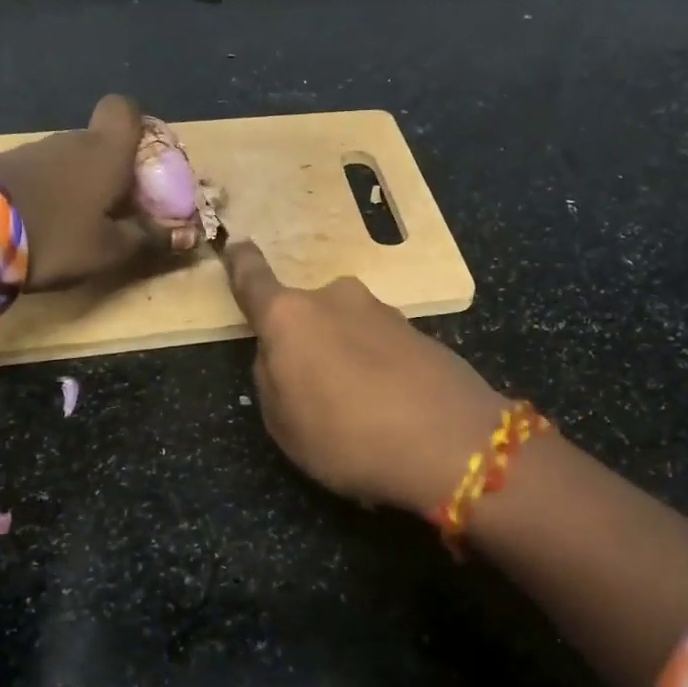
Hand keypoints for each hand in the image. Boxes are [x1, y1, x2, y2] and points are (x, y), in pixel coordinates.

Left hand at [0, 95, 198, 291]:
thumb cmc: (55, 234)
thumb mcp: (110, 250)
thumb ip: (149, 240)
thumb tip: (187, 235)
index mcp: (106, 152)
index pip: (125, 109)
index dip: (139, 126)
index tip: (144, 160)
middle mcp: (72, 141)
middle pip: (101, 142)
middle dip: (115, 172)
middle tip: (121, 212)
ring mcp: (35, 151)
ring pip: (72, 160)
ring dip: (82, 186)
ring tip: (82, 227)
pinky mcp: (3, 167)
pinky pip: (44, 174)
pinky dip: (53, 194)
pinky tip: (47, 226)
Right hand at [223, 240, 507, 514]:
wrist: (451, 442)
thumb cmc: (348, 437)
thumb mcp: (284, 425)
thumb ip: (272, 378)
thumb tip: (283, 354)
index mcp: (291, 317)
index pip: (254, 281)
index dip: (242, 264)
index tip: (237, 244)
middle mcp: (335, 299)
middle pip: (307, 316)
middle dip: (306, 343)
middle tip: (314, 393)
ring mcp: (382, 311)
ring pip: (346, 331)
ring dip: (344, 358)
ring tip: (358, 412)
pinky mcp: (419, 331)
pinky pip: (380, 347)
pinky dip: (377, 368)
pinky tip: (390, 409)